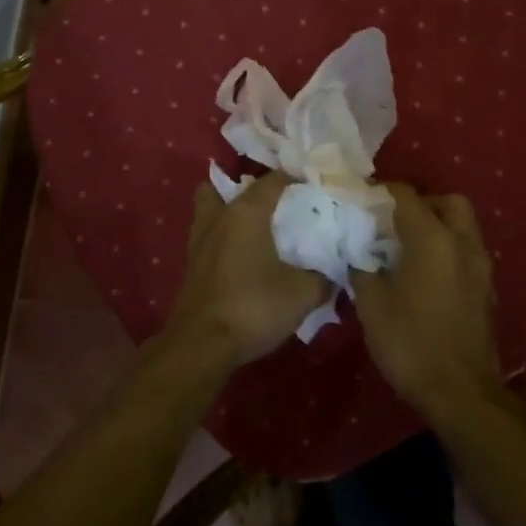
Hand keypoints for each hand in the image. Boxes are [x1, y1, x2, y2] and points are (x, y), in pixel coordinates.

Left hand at [169, 172, 327, 368]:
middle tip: (279, 204)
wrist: (202, 345)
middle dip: (253, 190)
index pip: (273, 180)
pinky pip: (209, 237)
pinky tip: (244, 256)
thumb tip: (333, 273)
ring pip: (211, 209)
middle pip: (229, 187)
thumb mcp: (302, 294)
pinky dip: (224, 238)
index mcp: (246, 212)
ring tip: (257, 227)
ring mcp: (200, 242)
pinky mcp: (192, 266)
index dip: (296, 179)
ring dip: (230, 211)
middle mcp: (219, 218)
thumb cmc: (253, 307)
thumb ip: (322, 278)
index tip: (316, 189)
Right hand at [352, 185, 503, 422]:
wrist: (462, 393)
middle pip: (448, 202)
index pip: (407, 196)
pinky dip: (448, 250)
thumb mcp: (372, 306)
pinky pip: (468, 252)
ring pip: (463, 226)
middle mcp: (463, 244)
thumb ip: (362, 270)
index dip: (382, 192)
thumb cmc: (411, 344)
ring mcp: (480, 268)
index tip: (362, 200)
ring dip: (438, 226)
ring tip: (408, 247)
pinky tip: (426, 274)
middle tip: (394, 221)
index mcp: (433, 239)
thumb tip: (358, 255)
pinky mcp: (487, 290)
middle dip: (422, 203)